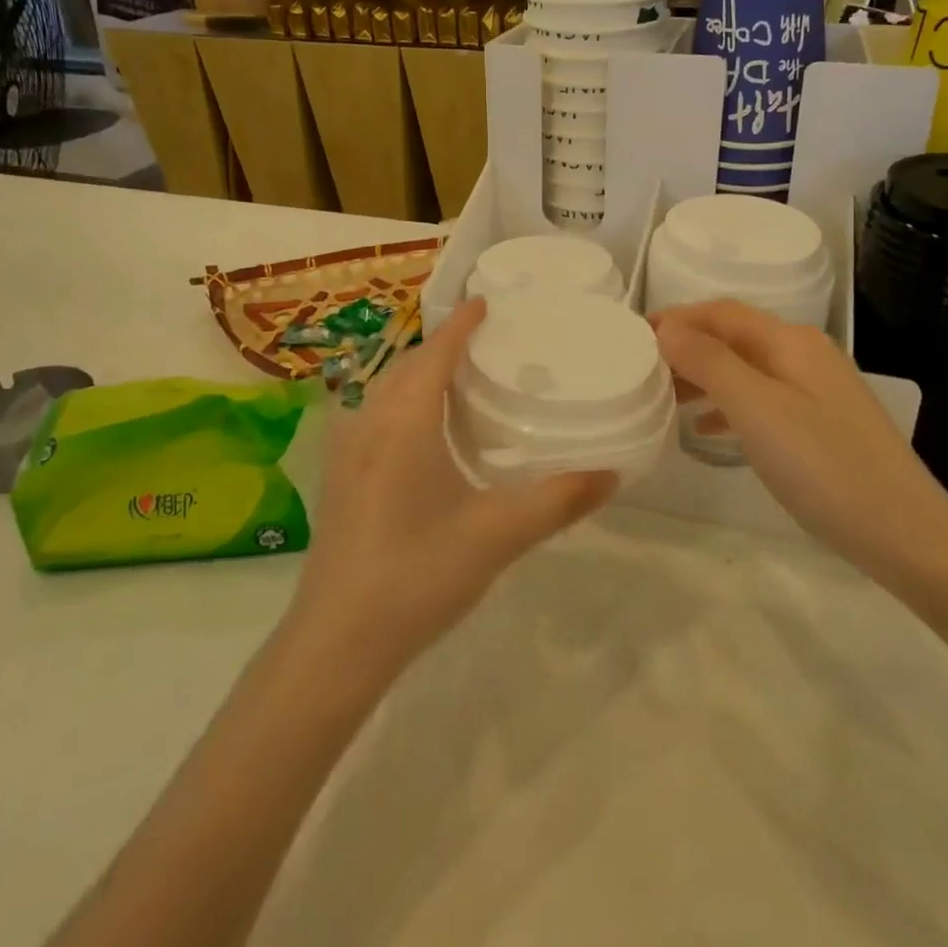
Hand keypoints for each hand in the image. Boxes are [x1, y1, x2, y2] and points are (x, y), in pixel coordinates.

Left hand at [286, 298, 616, 687]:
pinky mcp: (337, 478)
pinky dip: (400, 402)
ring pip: (384, 390)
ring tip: (457, 382)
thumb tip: (612, 474)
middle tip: (484, 345)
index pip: (436, 354)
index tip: (486, 303)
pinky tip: (421, 435)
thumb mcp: (496, 536)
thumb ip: (557, 501)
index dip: (461, 324)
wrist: (335, 643)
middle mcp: (368, 423)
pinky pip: (372, 415)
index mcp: (404, 422)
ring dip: (418, 374)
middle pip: (406, 365)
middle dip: (441, 346)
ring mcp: (345, 451)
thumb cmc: (417, 576)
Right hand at [652, 300, 947, 588]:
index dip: (676, 318)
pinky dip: (727, 404)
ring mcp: (817, 389)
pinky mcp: (821, 423)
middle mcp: (805, 354)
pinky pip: (761, 398)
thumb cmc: (825, 468)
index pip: (721, 312)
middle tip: (640, 369)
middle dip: (686, 346)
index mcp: (791, 342)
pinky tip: (707, 429)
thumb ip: (709, 363)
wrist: (908, 536)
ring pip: (745, 368)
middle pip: (733, 336)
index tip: (632, 337)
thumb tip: (667, 328)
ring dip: (703, 375)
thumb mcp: (758, 411)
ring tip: (663, 396)